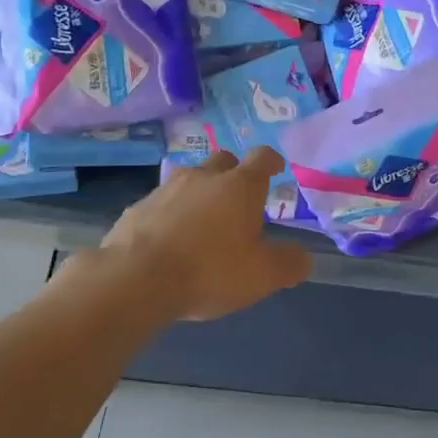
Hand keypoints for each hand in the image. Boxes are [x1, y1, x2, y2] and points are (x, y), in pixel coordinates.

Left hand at [100, 148, 312, 319]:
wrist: (135, 279)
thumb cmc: (210, 270)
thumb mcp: (262, 275)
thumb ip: (288, 264)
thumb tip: (302, 258)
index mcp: (239, 186)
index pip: (261, 158)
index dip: (271, 161)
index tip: (276, 167)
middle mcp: (203, 177)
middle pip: (224, 160)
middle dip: (234, 173)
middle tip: (239, 198)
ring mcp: (166, 189)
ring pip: (190, 179)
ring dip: (200, 193)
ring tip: (203, 221)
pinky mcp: (137, 207)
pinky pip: (162, 203)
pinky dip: (171, 214)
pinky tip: (170, 240)